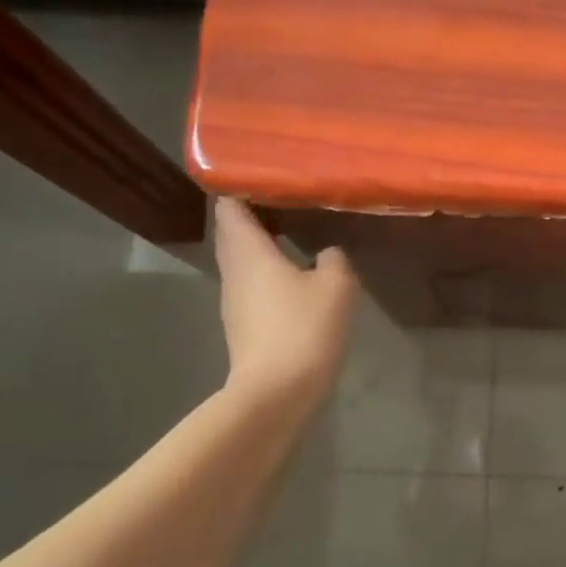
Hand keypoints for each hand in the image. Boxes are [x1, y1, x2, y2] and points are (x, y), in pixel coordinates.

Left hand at [214, 199, 356, 404]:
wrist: (276, 392)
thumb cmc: (303, 328)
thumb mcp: (335, 286)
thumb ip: (334, 259)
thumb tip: (327, 252)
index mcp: (248, 251)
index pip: (230, 205)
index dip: (241, 185)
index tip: (266, 174)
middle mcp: (233, 269)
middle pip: (232, 230)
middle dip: (252, 211)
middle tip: (286, 197)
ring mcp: (234, 299)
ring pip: (241, 257)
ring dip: (260, 241)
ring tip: (292, 228)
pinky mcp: (242, 322)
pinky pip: (251, 281)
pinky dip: (266, 268)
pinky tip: (293, 271)